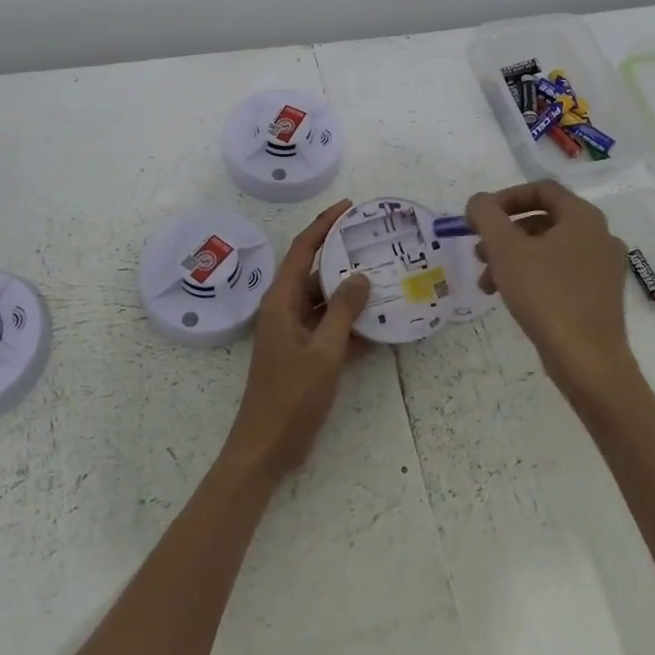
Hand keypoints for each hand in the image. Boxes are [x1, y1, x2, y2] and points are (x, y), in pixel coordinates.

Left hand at [224, 199, 370, 477]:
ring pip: (326, 301)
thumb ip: (343, 311)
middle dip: (343, 255)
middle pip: (315, 271)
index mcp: (281, 300)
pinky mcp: (304, 354)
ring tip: (386, 276)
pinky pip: (330, 327)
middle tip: (376, 240)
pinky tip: (382, 322)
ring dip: (352, 292)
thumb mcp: (324, 351)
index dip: (324, 224)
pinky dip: (352, 324)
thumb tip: (360, 276)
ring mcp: (295, 332)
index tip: (349, 207)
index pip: (303, 249)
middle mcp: (285, 309)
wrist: (267, 448)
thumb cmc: (291, 396)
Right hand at [465, 180, 636, 404]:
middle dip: (504, 233)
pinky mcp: (599, 296)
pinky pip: (560, 273)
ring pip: (548, 249)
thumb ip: (486, 215)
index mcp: (583, 217)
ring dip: (513, 258)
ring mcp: (603, 267)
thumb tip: (478, 202)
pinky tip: (509, 298)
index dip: (505, 198)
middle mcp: (599, 236)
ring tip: (486, 282)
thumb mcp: (506, 249)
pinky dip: (532, 276)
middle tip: (479, 252)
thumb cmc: (546, 295)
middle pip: (542, 220)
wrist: (588, 361)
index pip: (541, 189)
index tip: (479, 218)